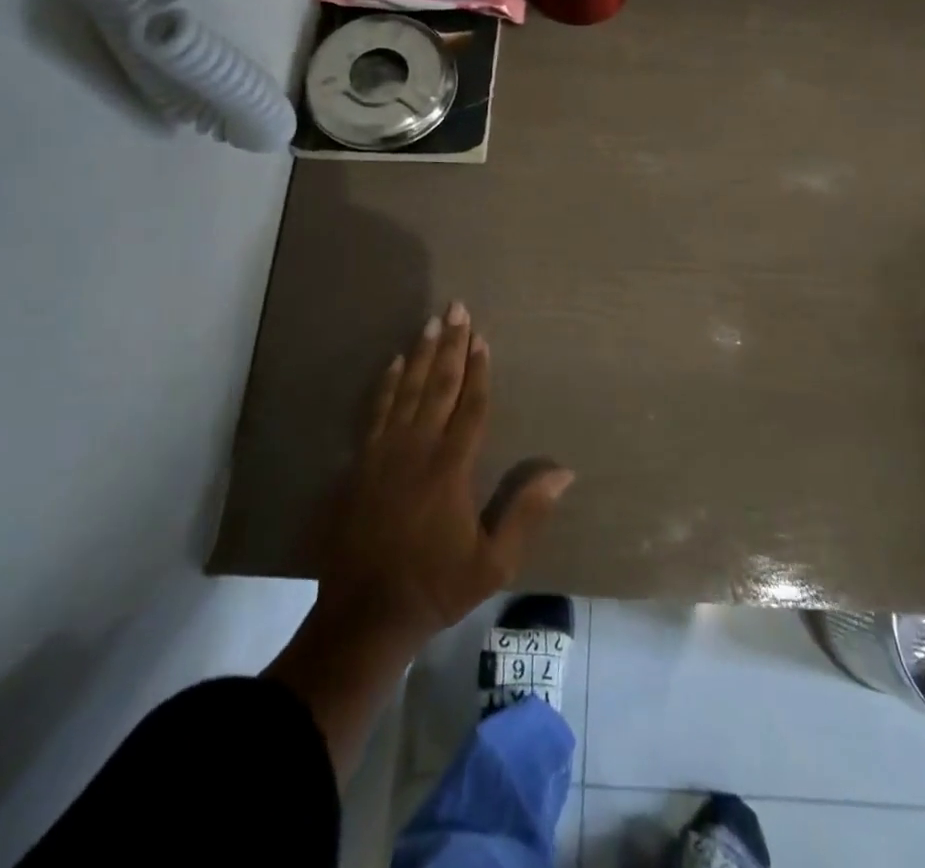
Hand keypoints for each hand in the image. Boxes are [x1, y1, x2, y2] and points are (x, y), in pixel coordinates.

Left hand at [310, 301, 574, 650]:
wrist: (364, 616)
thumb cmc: (436, 586)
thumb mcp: (493, 563)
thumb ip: (526, 513)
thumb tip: (564, 472)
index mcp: (451, 468)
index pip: (470, 407)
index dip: (478, 370)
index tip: (482, 338)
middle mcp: (417, 449)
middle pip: (438, 386)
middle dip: (450, 345)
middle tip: (457, 308)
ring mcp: (384, 454)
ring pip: (407, 391)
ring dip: (422, 354)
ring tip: (432, 322)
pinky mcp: (361, 464)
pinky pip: (376, 412)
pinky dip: (387, 384)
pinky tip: (395, 363)